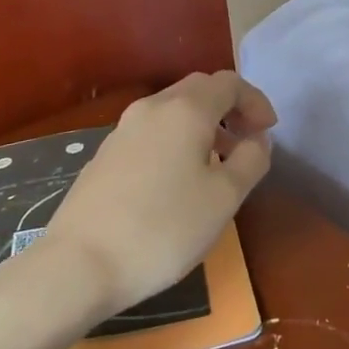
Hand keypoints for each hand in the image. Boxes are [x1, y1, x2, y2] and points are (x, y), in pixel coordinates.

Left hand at [26, 72, 276, 318]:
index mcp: (185, 110)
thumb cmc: (164, 228)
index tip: (269, 132)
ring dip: (203, 126)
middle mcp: (152, 108)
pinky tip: (178, 181)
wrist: (79, 265)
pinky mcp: (104, 156)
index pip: (229, 83)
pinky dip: (177, 141)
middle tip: (248, 142)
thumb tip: (256, 140)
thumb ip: (251, 160)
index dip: (256, 101)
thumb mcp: (225, 198)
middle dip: (230, 109)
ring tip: (218, 165)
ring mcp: (122, 131)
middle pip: (199, 90)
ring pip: (173, 111)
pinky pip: (152, 133)